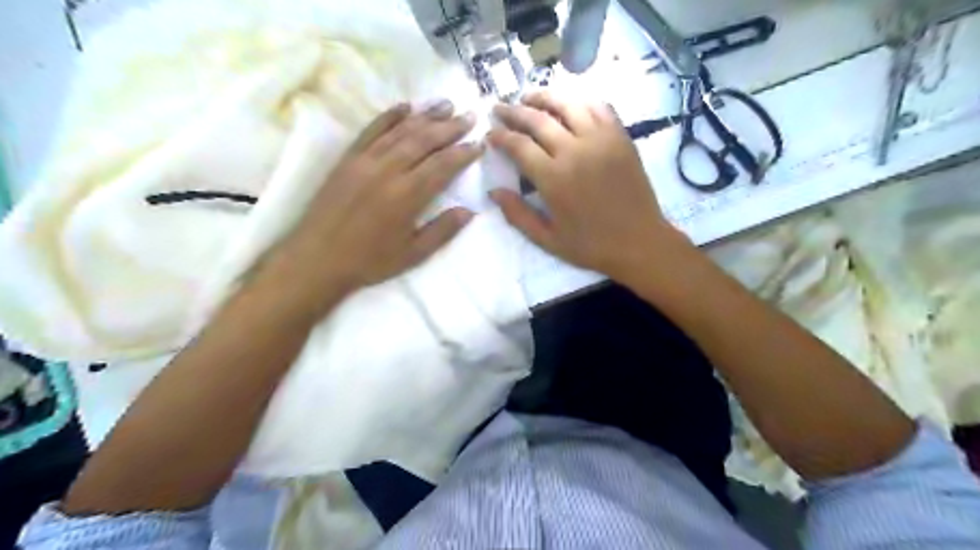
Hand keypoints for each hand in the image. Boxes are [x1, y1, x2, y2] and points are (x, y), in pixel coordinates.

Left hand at [263, 99, 481, 312]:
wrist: (316, 259)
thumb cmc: (369, 261)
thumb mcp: (412, 255)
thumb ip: (442, 231)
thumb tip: (470, 211)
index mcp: (407, 196)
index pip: (442, 166)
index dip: (463, 153)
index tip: (479, 143)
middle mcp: (388, 171)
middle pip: (424, 141)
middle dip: (450, 127)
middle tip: (470, 116)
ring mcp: (365, 160)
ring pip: (401, 130)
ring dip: (426, 116)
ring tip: (446, 105)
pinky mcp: (348, 158)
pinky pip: (372, 130)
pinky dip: (389, 116)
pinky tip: (405, 106)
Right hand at [485, 93, 682, 280]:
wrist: (640, 242)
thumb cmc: (591, 246)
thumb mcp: (548, 240)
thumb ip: (518, 215)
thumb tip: (493, 192)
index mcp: (554, 178)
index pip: (519, 145)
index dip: (500, 136)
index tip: (490, 133)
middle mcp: (575, 150)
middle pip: (538, 119)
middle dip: (514, 111)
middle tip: (500, 108)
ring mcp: (601, 140)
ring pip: (568, 105)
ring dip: (544, 98)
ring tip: (529, 98)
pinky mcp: (621, 137)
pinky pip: (599, 107)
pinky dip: (580, 101)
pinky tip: (569, 105)